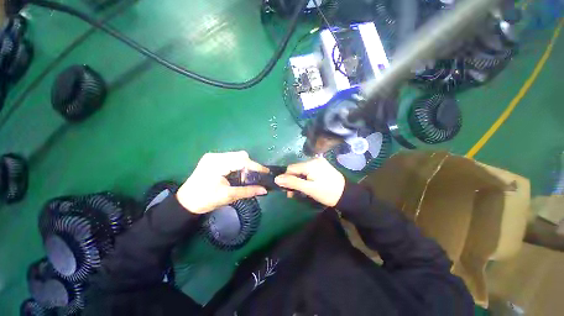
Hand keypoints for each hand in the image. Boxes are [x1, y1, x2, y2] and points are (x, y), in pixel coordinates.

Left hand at [176, 151, 267, 213]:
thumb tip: (264, 190)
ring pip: (236, 155)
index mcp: (217, 164)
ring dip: (244, 165)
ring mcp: (213, 156)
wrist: (185, 202)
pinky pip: (231, 158)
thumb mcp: (228, 196)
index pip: (242, 161)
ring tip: (246, 177)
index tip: (266, 172)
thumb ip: (248, 191)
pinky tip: (237, 174)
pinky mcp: (212, 159)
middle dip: (250, 165)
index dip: (256, 166)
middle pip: (240, 155)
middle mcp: (215, 156)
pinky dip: (238, 164)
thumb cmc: (205, 200)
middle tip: (254, 177)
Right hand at [274, 157, 344, 206]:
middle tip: (293, 193)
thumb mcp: (309, 189)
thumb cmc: (327, 193)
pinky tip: (307, 185)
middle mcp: (314, 159)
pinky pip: (308, 170)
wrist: (346, 195)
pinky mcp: (321, 165)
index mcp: (310, 164)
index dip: (287, 178)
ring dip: (298, 180)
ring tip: (300, 191)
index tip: (288, 190)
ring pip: (302, 170)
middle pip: (296, 169)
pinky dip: (305, 177)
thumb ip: (292, 182)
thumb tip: (276, 179)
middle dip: (293, 180)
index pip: (291, 168)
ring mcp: (318, 162)